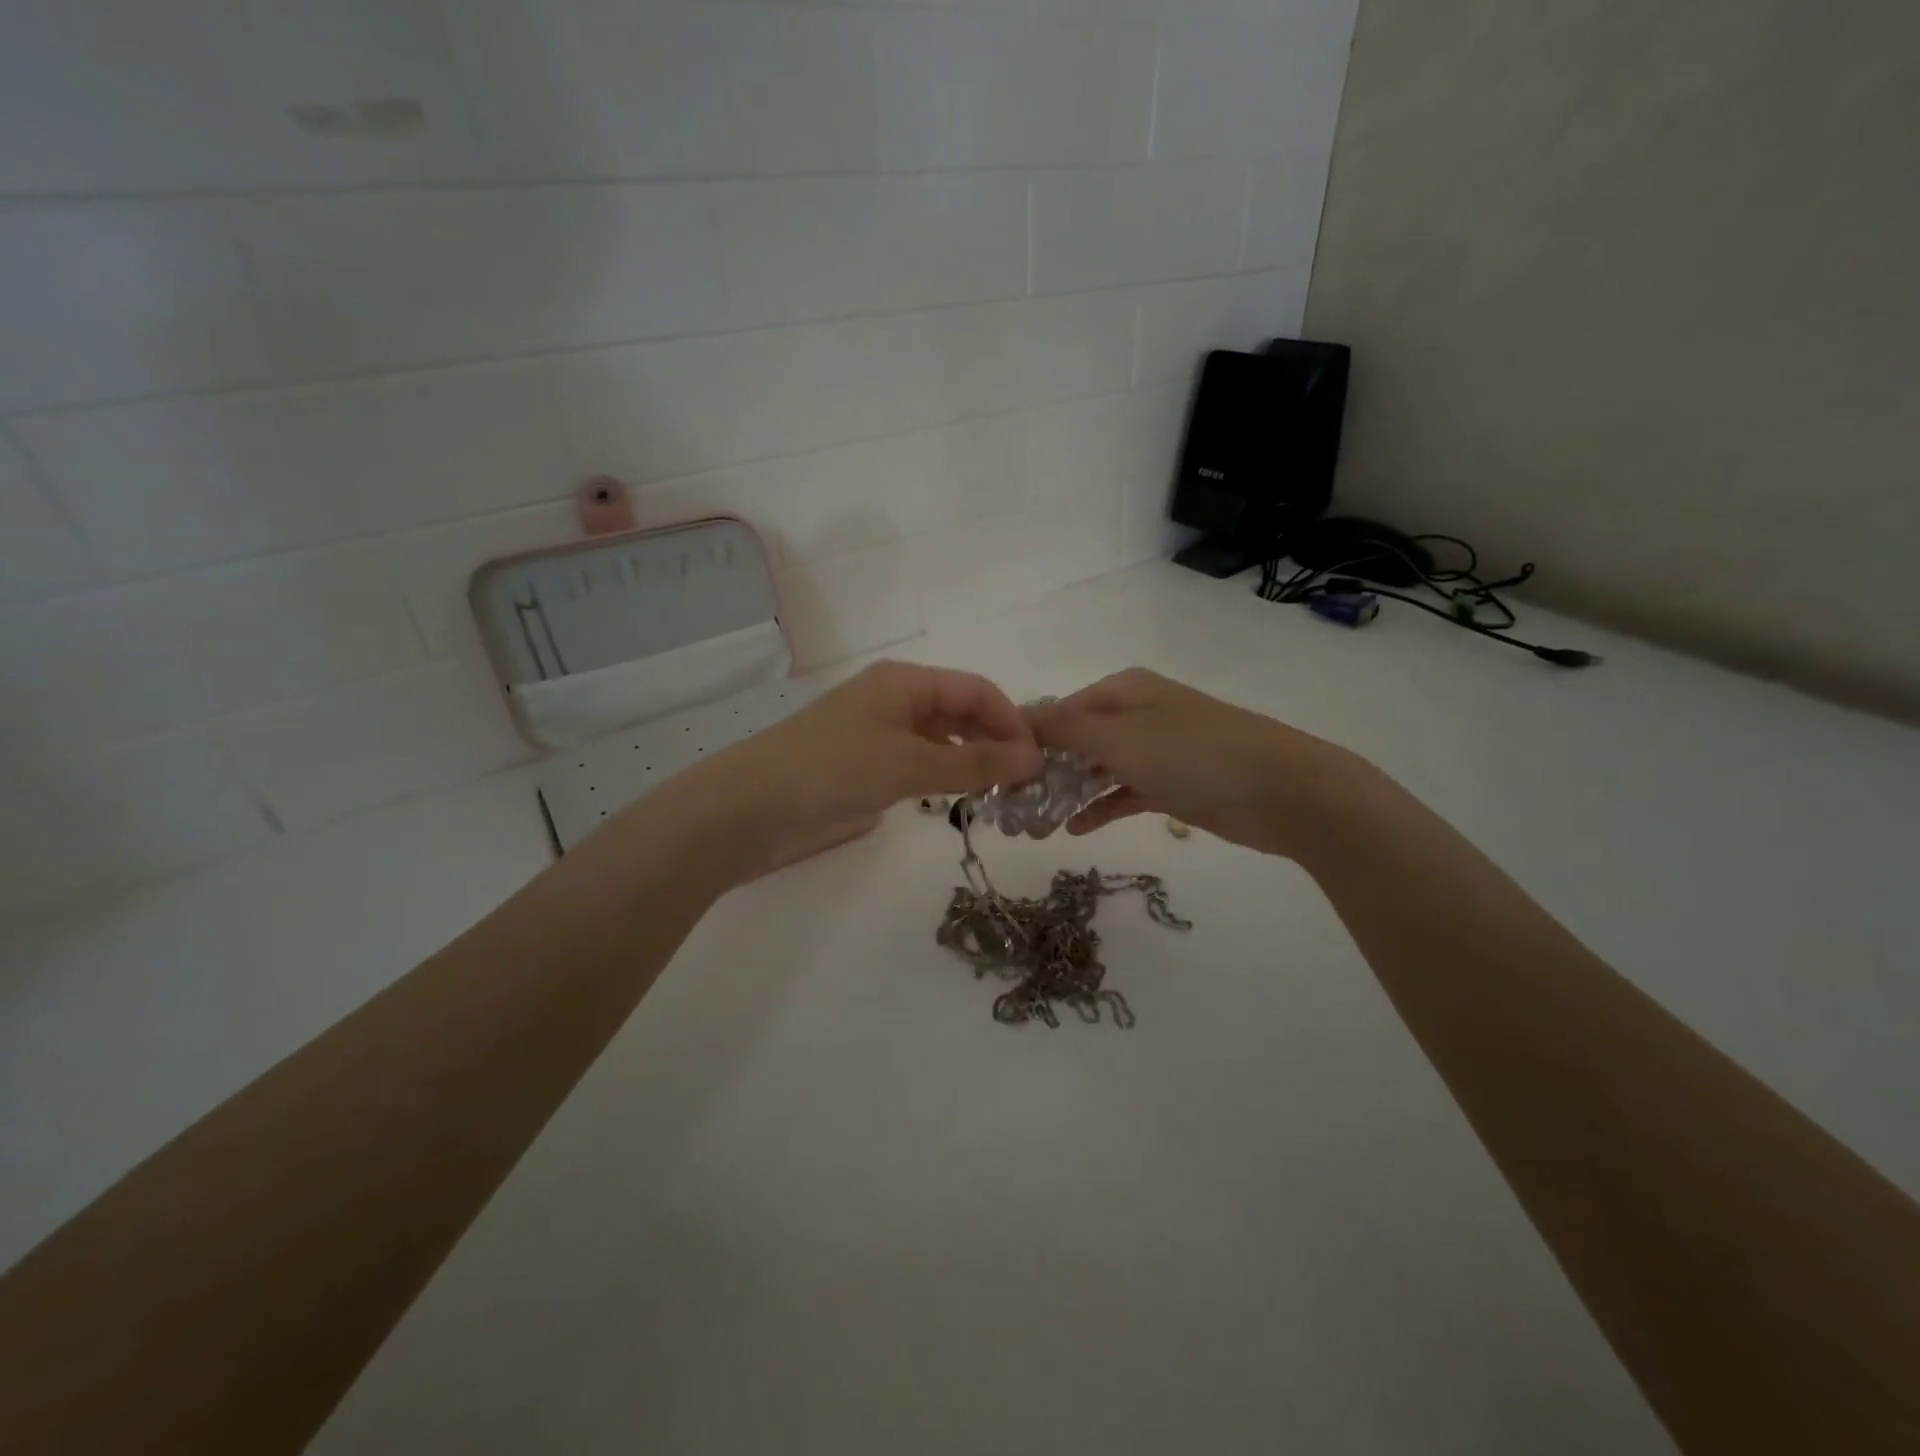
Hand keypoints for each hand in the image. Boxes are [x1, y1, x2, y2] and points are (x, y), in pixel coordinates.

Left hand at [671, 661, 1044, 875]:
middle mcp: (895, 701)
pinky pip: (921, 766)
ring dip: (973, 763)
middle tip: (1027, 785)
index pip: (977, 690)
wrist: (750, 810)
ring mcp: (879, 736)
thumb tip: (1034, 759)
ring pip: (943, 741)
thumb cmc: (832, 770)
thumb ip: (974, 762)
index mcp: (905, 682)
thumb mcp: (909, 763)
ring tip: (1002, 797)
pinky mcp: (867, 769)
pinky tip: (961, 801)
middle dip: (997, 742)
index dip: (1012, 721)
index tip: (1040, 761)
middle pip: (962, 713)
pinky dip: (945, 780)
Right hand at [1029, 669, 1362, 857]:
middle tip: (1011, 808)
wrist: (1284, 791)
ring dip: (1068, 794)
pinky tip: (1075, 830)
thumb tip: (1017, 716)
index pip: (1059, 710)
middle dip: (1044, 771)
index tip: (995, 773)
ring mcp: (1157, 750)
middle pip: (1076, 740)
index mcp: (1123, 691)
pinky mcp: (1173, 784)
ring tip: (1034, 825)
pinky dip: (1101, 808)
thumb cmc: (1194, 755)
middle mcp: (1137, 714)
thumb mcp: (1121, 738)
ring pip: (1098, 770)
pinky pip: (1124, 793)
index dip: (1027, 739)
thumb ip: (1066, 728)